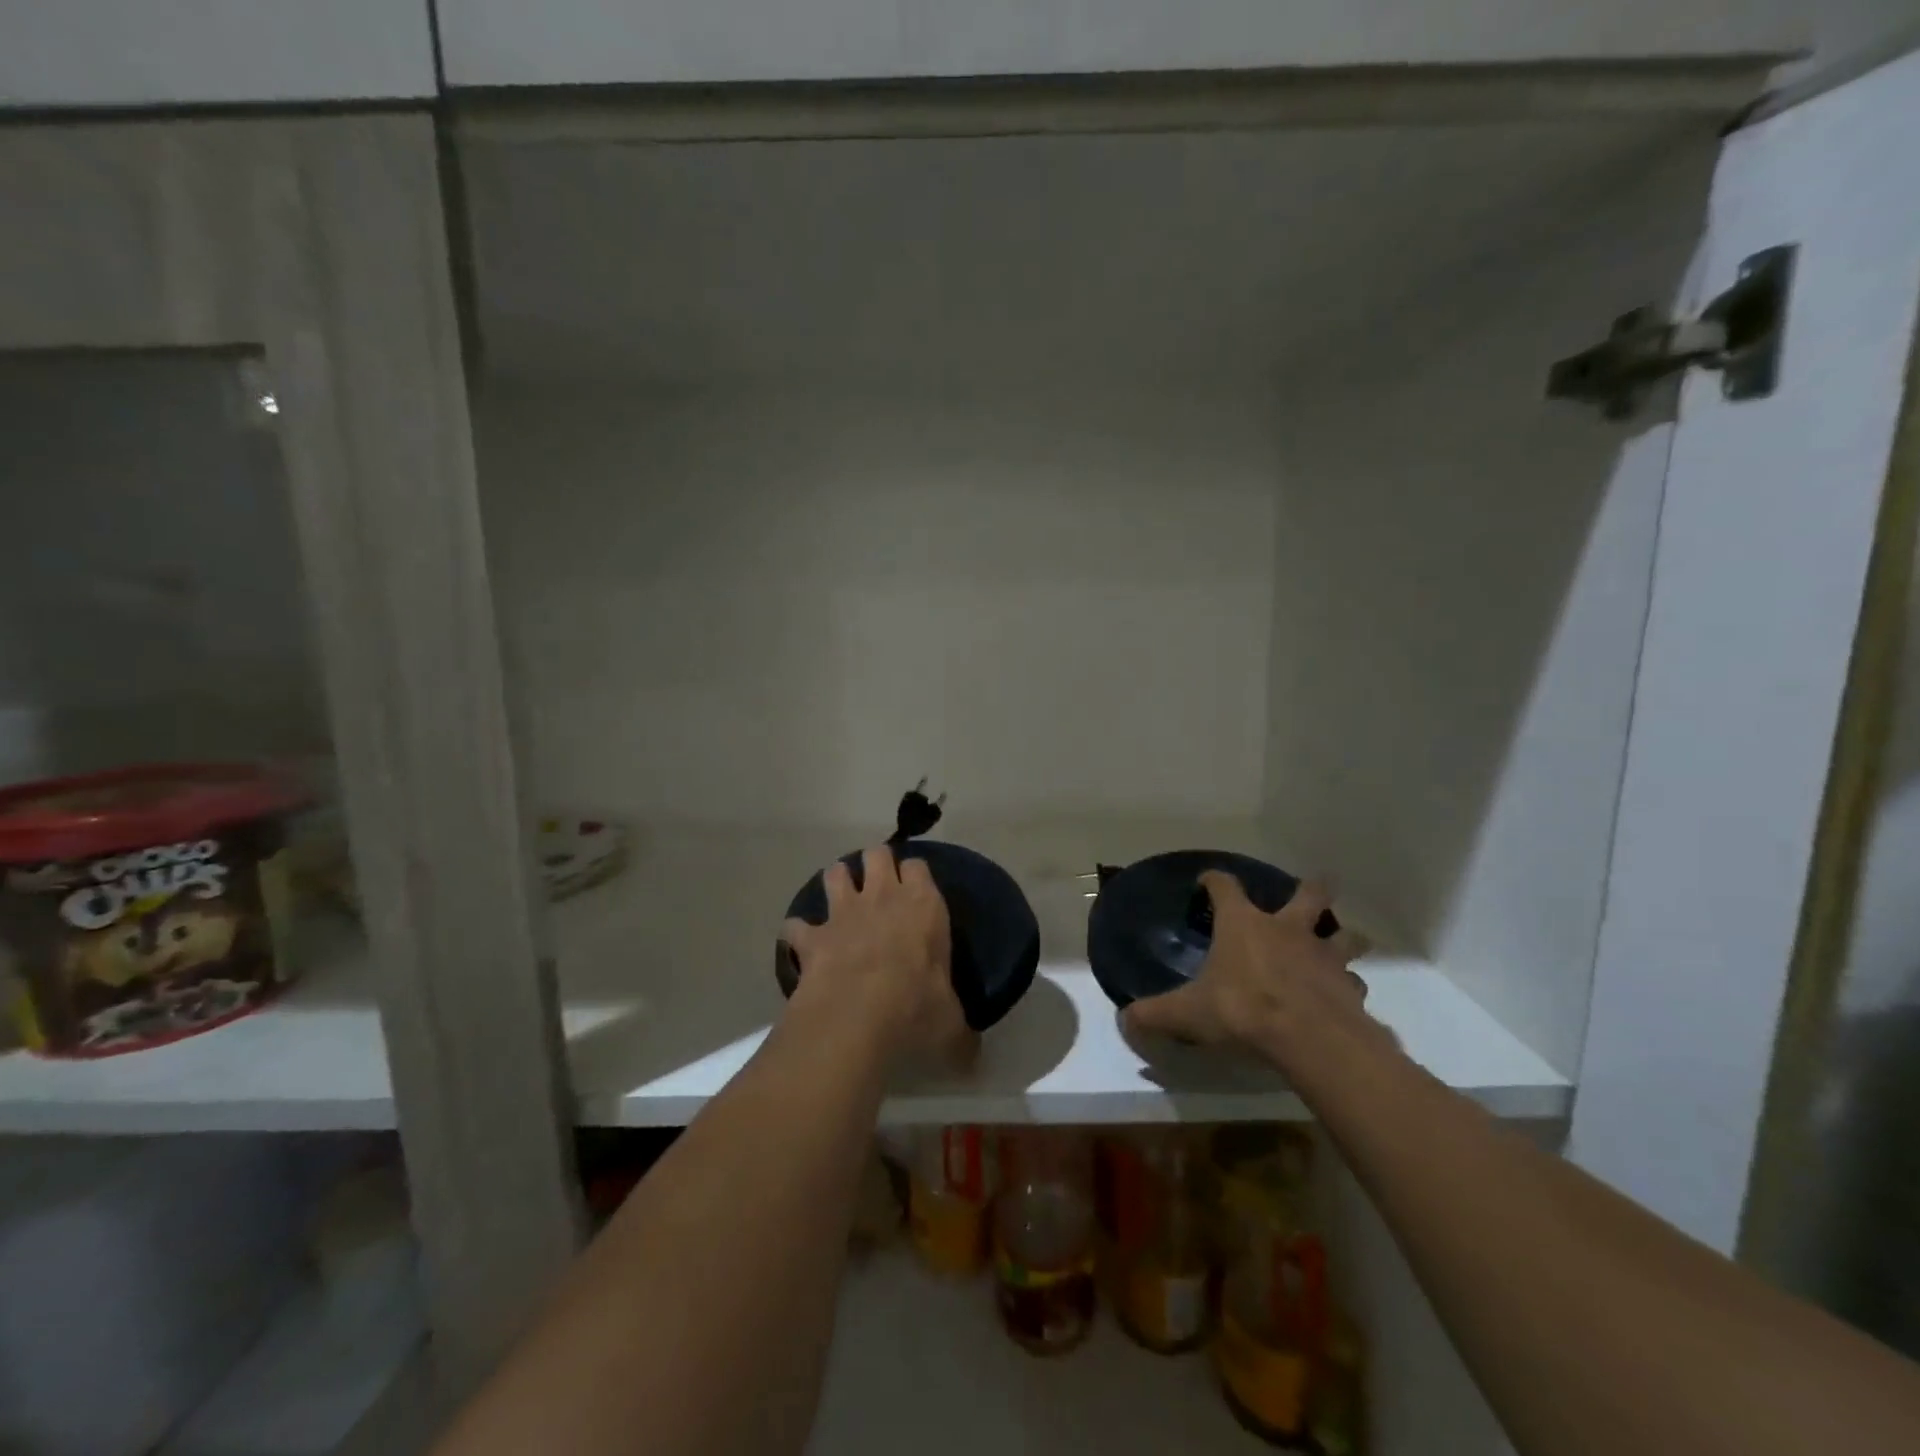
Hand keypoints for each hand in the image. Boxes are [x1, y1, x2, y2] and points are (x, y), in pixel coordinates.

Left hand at [780, 845, 970, 1065]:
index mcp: (923, 906)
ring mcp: (843, 913)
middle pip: (876, 854)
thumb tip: (973, 1056)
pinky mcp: (813, 937)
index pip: (919, 866)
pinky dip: (798, 932)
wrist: (856, 1017)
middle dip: (875, 863)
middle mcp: (883, 897)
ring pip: (835, 872)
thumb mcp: (951, 1026)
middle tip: (878, 885)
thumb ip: (961, 1033)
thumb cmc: (916, 1010)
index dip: (915, 875)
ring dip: (837, 882)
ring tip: (840, 900)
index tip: (916, 890)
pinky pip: (796, 925)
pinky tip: (802, 944)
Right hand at [1122, 872, 1386, 1074]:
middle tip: (1318, 884)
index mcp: (1244, 925)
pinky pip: (1353, 981)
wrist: (1308, 1038)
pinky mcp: (1349, 986)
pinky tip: (1344, 995)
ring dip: (1343, 936)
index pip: (1225, 887)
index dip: (1215, 880)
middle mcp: (1287, 929)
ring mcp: (1324, 955)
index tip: (1208, 880)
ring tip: (1342, 941)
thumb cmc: (1242, 1010)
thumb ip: (1155, 1014)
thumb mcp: (1187, 1013)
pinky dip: (1349, 985)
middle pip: (1308, 894)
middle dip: (1313, 888)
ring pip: (1344, 935)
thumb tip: (1124, 1019)